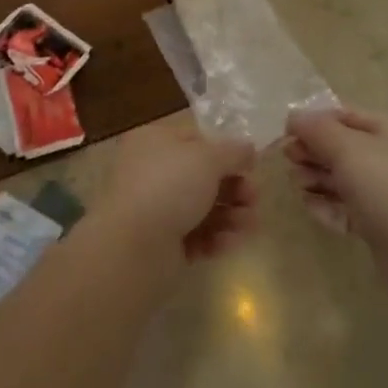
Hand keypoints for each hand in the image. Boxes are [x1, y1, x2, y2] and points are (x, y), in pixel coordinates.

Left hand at [97, 125, 258, 262]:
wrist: (133, 246)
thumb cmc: (169, 186)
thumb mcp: (207, 158)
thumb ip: (233, 152)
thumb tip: (248, 149)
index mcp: (154, 141)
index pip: (195, 140)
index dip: (225, 152)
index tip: (251, 166)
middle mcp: (150, 171)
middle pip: (202, 177)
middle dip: (234, 189)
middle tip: (254, 200)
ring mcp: (154, 208)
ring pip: (202, 208)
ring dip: (230, 215)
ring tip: (249, 225)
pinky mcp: (161, 243)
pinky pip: (194, 235)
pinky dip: (214, 238)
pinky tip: (227, 243)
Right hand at [285, 107, 387, 257]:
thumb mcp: (349, 149)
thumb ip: (317, 129)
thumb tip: (294, 116)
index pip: (345, 115)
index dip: (314, 120)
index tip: (286, 133)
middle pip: (341, 147)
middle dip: (312, 152)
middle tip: (290, 161)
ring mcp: (386, 193)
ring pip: (341, 178)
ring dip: (315, 178)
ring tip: (299, 186)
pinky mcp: (379, 224)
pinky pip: (346, 207)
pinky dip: (328, 206)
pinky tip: (313, 208)